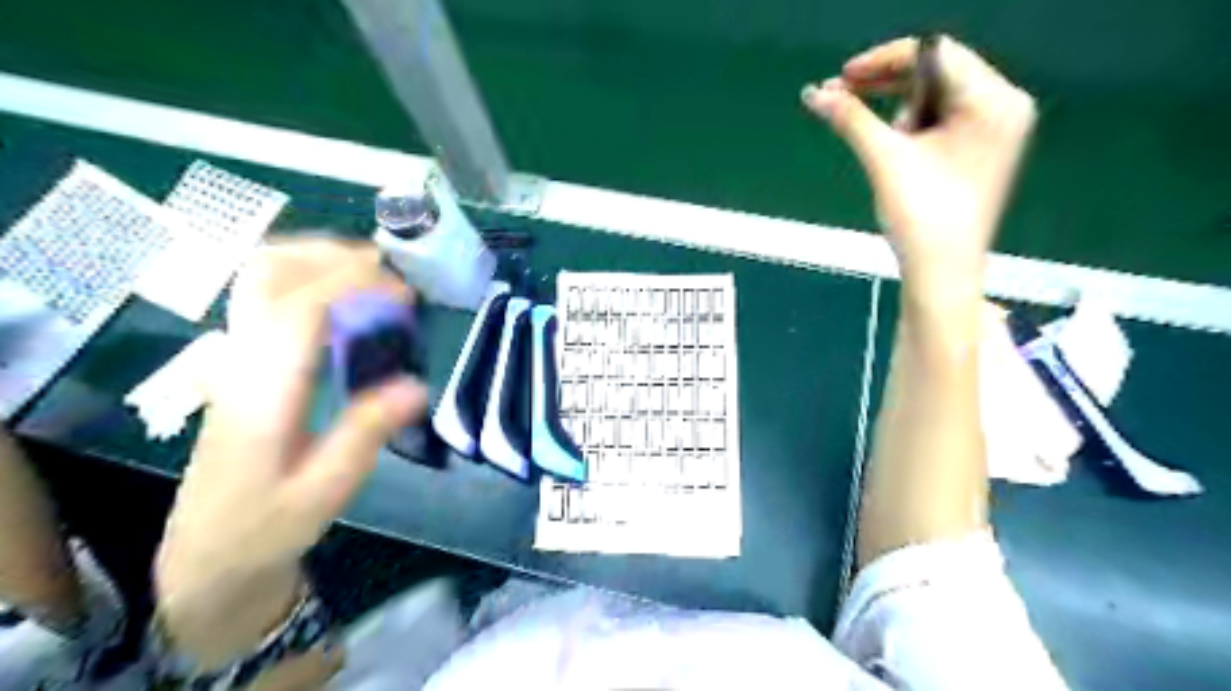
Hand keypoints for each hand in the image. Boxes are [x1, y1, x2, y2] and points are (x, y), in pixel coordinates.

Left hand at [154, 238, 429, 668]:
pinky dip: (309, 280)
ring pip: (261, 277)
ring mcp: (235, 358)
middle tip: (387, 271)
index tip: (404, 293)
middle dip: (330, 254)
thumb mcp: (326, 491)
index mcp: (262, 392)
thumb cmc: (266, 526)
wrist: (207, 553)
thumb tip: (418, 385)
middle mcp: (241, 361)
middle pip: (267, 272)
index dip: (354, 285)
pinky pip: (269, 297)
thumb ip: (367, 432)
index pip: (299, 308)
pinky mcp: (242, 363)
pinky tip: (347, 303)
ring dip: (317, 261)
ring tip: (371, 277)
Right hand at [804, 35, 1031, 301]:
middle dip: (886, 86)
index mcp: (994, 100)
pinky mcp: (979, 152)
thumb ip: (850, 118)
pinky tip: (892, 148)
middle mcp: (1003, 107)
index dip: (884, 60)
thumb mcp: (884, 159)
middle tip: (840, 97)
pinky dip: (909, 129)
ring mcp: (994, 131)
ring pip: (934, 100)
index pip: (936, 54)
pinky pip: (940, 123)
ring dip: (897, 114)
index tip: (842, 77)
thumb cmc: (921, 215)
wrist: (941, 273)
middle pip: (937, 74)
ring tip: (882, 150)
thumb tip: (813, 93)